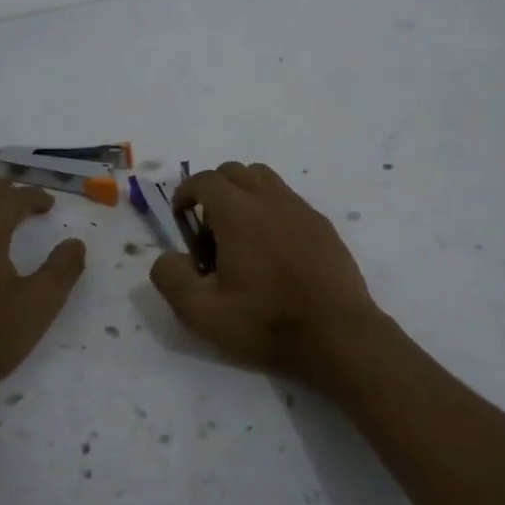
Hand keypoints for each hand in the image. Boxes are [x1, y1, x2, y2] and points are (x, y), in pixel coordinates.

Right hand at [149, 161, 377, 384]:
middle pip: (234, 171)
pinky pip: (289, 199)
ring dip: (244, 193)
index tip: (181, 218)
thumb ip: (170, 277)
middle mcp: (269, 198)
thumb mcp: (201, 311)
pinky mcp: (322, 224)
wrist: (336, 333)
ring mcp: (300, 208)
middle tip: (209, 230)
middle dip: (213, 190)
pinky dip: (271, 209)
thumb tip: (167, 257)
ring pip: (264, 178)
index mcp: (237, 211)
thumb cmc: (265, 321)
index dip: (185, 193)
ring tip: (240, 233)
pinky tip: (274, 248)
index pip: (204, 179)